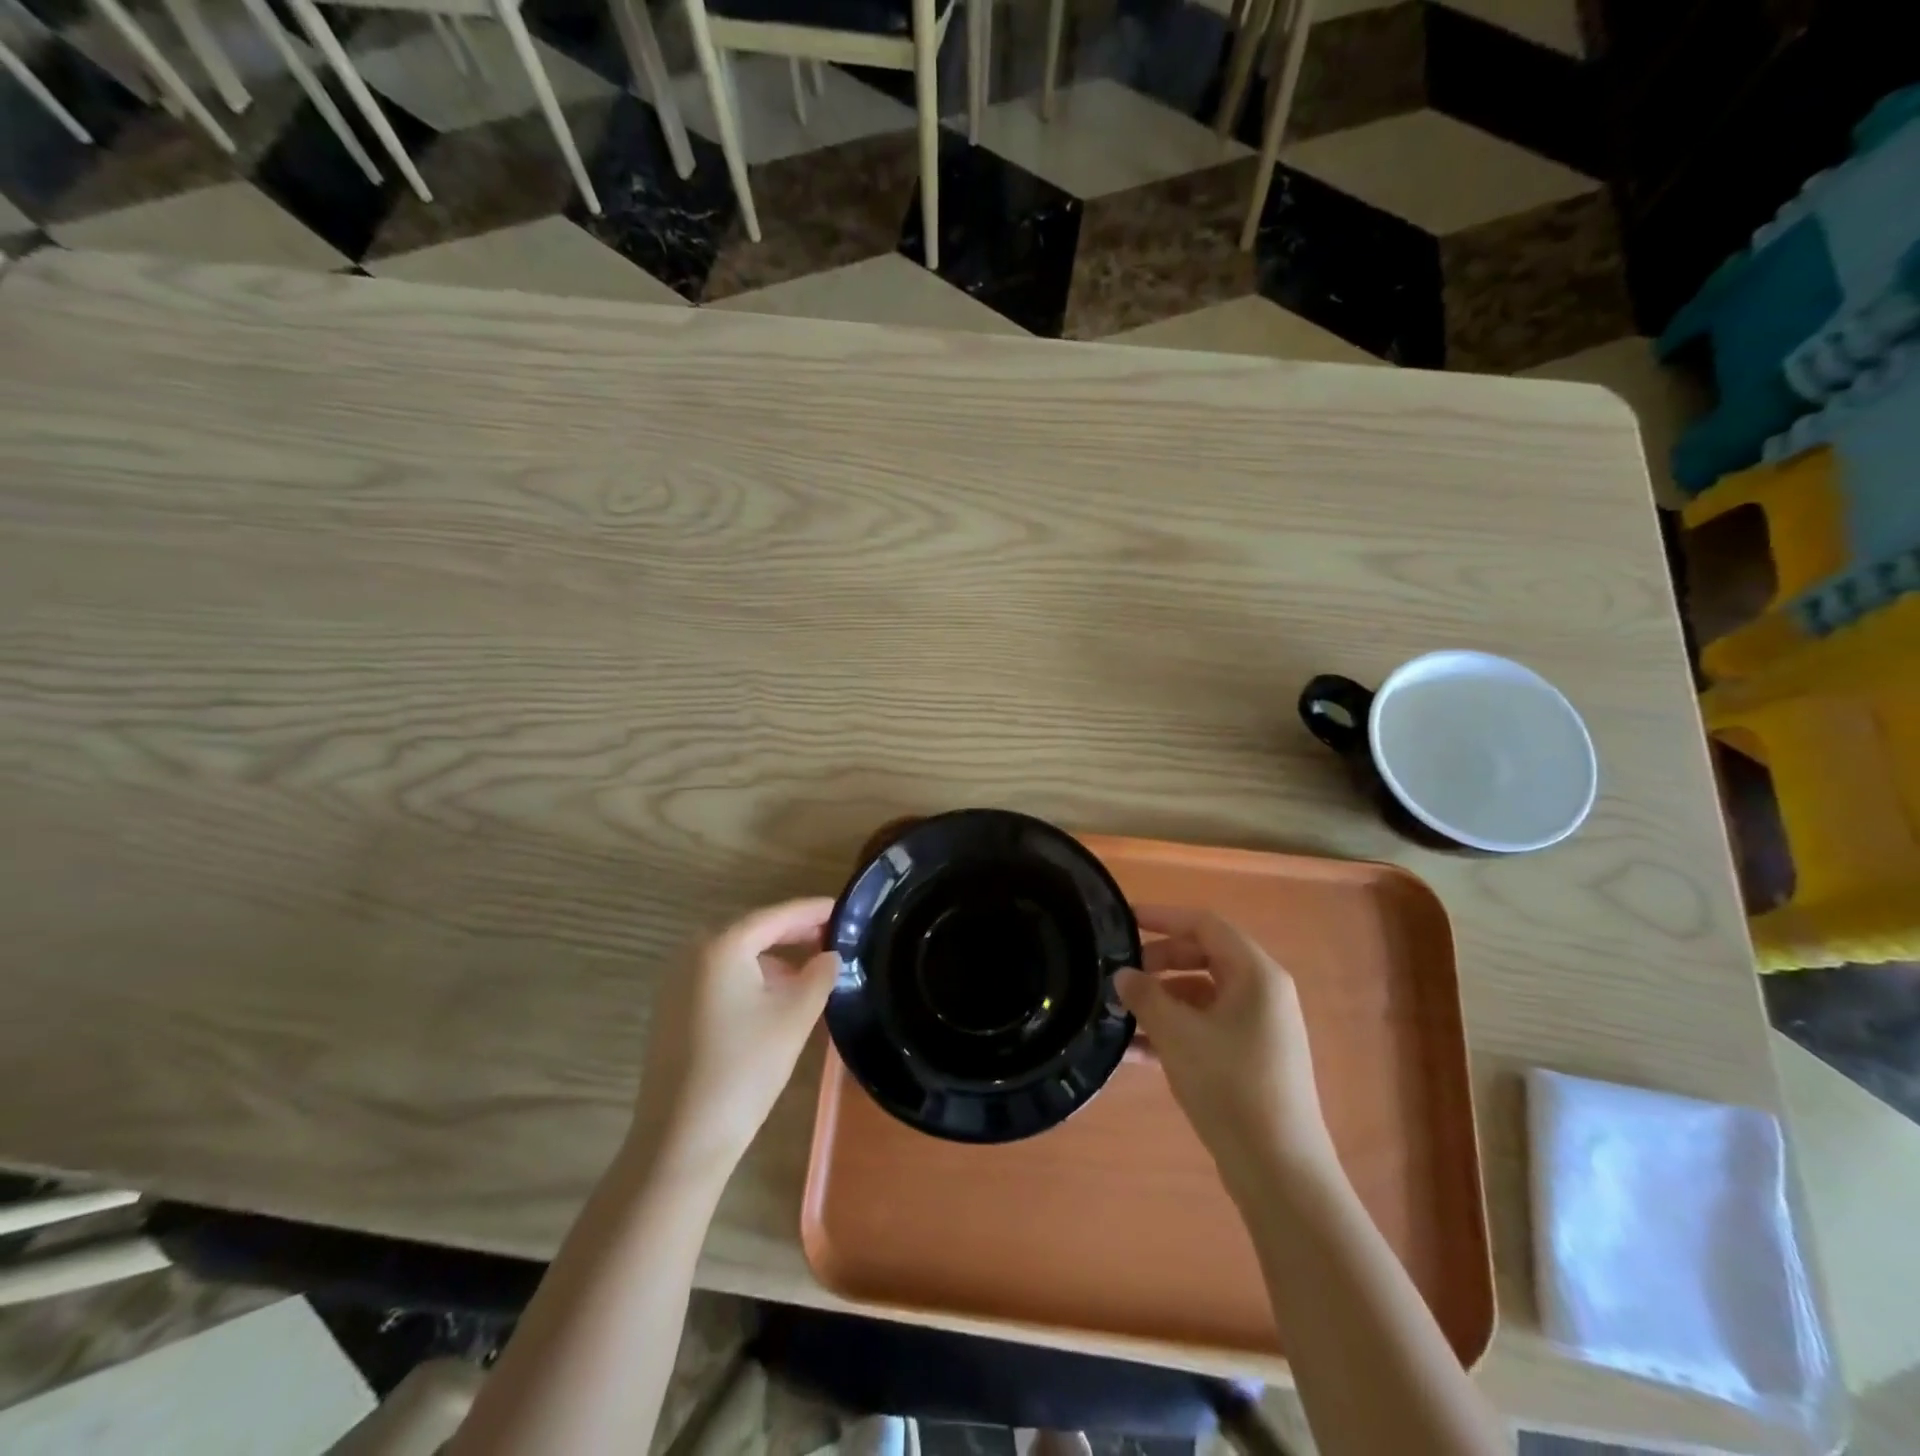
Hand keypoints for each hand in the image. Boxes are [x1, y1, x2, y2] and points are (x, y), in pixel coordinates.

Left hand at [631, 898, 840, 1175]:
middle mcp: (692, 952)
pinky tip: (775, 997)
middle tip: (832, 938)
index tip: (844, 909)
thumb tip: (829, 956)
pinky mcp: (671, 1009)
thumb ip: (819, 976)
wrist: (681, 1139)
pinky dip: (750, 977)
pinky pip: (719, 977)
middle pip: (753, 930)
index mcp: (722, 945)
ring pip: (736, 955)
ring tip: (809, 972)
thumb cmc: (744, 1069)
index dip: (813, 911)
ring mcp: (676, 981)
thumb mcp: (794, 1017)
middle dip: (793, 933)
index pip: (777, 915)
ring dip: (773, 958)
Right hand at [1116, 907, 1338, 1201]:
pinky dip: (1174, 1031)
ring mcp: (1259, 1028)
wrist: (1280, 1171)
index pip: (1204, 924)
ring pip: (1201, 996)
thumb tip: (1122, 975)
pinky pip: (1206, 1028)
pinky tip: (1136, 1051)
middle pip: (1203, 957)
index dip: (1163, 916)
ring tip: (1120, 1015)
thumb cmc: (1231, 1086)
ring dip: (1161, 1000)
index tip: (1124, 920)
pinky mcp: (1251, 1059)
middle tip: (1120, 975)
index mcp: (1255, 974)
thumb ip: (1145, 996)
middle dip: (1158, 962)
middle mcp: (1262, 993)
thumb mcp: (1178, 1035)